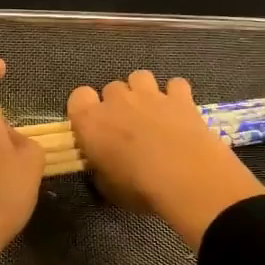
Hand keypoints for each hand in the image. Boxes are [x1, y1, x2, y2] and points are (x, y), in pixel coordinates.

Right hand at [67, 71, 264, 248]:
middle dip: (117, 103)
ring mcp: (150, 94)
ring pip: (140, 77)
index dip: (85, 109)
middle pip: (111, 88)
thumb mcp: (107, 187)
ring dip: (142, 91)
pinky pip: (174, 85)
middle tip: (127, 128)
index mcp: (91, 121)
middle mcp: (117, 100)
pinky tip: (179, 112)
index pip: (78, 97)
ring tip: (151, 113)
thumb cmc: (138, 187)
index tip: (94, 128)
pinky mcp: (180, 97)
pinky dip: (176, 95)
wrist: (186, 177)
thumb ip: (100, 168)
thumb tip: (103, 164)